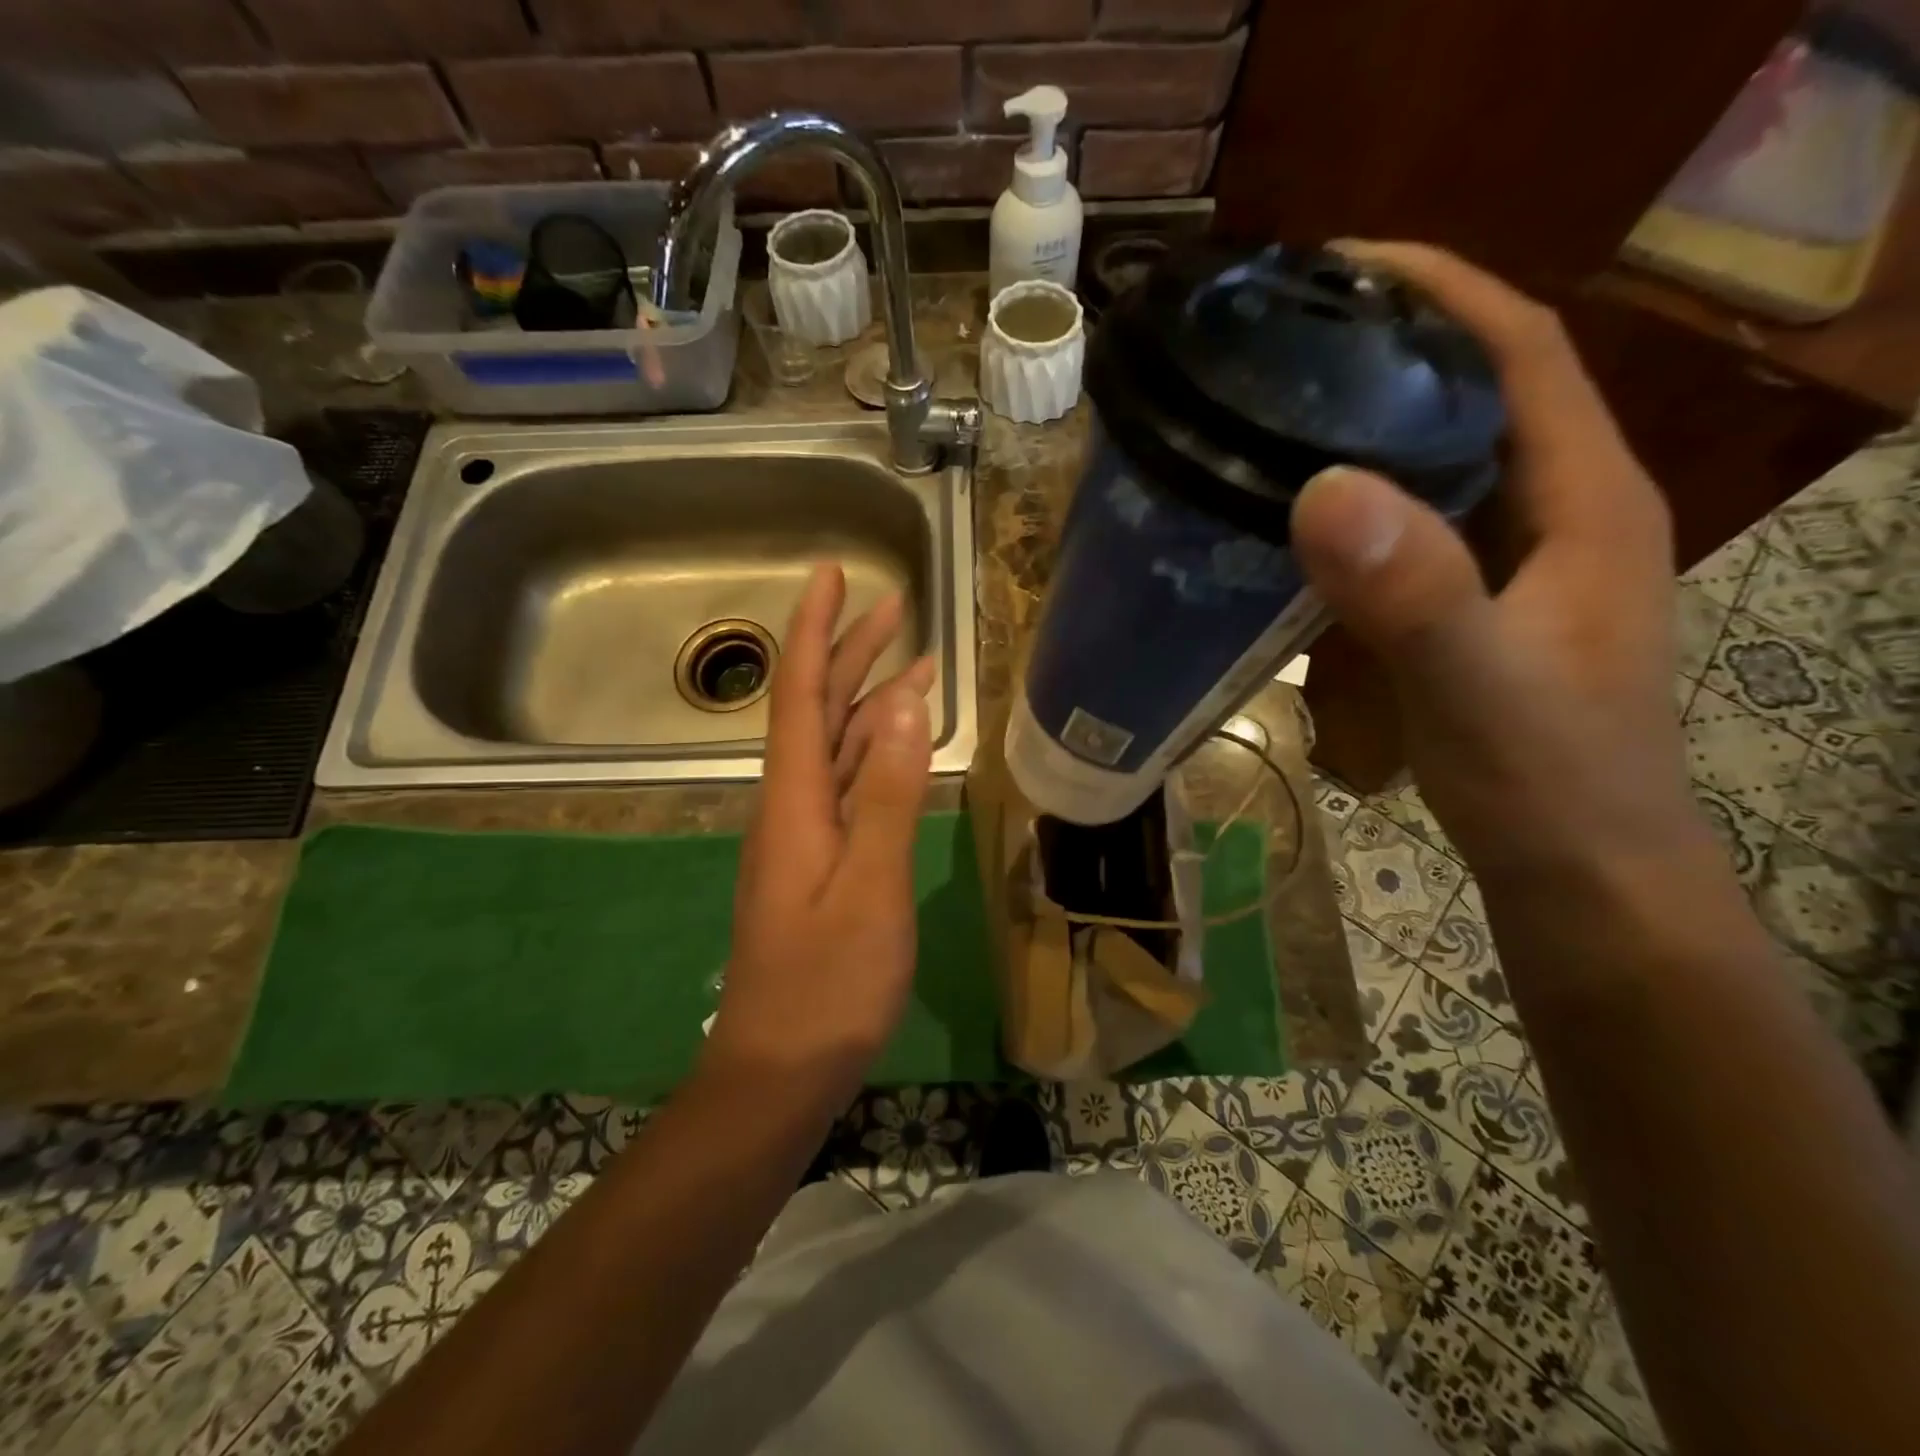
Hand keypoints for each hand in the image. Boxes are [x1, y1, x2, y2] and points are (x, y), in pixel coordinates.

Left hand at [703, 565, 934, 1106]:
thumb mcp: (871, 885)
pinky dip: (879, 755)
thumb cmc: (828, 983)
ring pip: (839, 749)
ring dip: (872, 702)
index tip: (832, 574)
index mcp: (796, 800)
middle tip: (897, 607)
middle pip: (820, 711)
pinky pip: (852, 789)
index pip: (802, 693)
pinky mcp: (823, 865)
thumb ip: (890, 793)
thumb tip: (908, 704)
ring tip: (916, 666)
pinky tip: (902, 748)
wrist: (782, 1070)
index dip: (817, 630)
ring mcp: (808, 837)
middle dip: (853, 653)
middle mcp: (794, 806)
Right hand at [1289, 243, 1706, 880]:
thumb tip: (1321, 490)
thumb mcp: (1478, 687)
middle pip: (1477, 391)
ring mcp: (1517, 560)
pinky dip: (1360, 505)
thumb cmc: (1545, 782)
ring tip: (1277, 415)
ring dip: (1369, 426)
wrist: (1578, 872)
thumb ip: (1415, 594)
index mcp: (1583, 499)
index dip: (1439, 288)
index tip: (1338, 264)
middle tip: (1284, 343)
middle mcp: (1558, 511)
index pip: (1520, 348)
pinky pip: (1417, 526)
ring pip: (1443, 460)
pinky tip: (1297, 522)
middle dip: (1388, 348)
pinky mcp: (1479, 604)